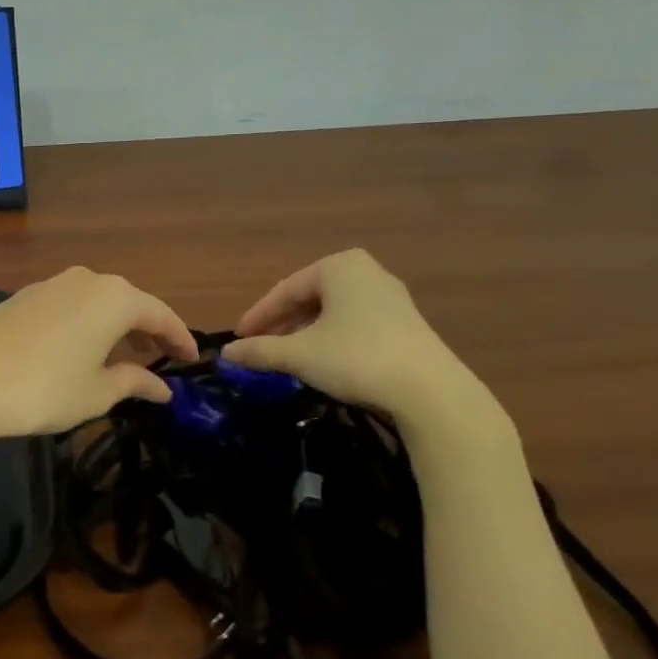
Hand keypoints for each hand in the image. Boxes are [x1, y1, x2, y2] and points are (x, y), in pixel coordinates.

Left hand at [0, 267, 198, 444]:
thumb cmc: (44, 390)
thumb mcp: (97, 393)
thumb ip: (136, 382)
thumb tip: (163, 387)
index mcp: (114, 298)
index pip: (160, 314)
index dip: (180, 338)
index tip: (193, 359)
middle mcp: (87, 279)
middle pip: (130, 303)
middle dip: (149, 331)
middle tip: (163, 360)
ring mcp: (53, 283)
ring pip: (99, 302)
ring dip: (117, 327)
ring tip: (126, 358)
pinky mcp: (26, 295)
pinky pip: (72, 305)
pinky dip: (88, 324)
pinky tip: (83, 350)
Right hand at [220, 249, 483, 425]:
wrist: (430, 392)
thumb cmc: (356, 358)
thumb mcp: (299, 355)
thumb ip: (260, 351)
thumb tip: (227, 353)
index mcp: (338, 266)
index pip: (285, 290)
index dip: (258, 316)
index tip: (239, 339)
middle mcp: (366, 272)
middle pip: (310, 298)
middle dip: (282, 324)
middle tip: (260, 348)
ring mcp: (391, 297)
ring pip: (333, 312)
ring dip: (306, 333)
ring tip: (288, 357)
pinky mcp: (406, 324)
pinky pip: (355, 323)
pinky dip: (332, 338)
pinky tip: (324, 361)